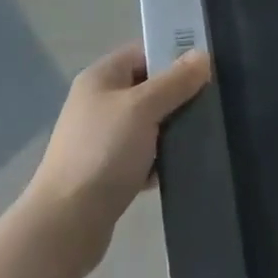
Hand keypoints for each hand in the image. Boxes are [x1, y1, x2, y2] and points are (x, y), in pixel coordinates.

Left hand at [23, 43, 210, 271]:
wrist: (66, 224)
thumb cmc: (104, 152)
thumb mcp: (143, 108)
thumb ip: (175, 81)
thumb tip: (203, 55)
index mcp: (101, 77)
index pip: (143, 52)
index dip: (173, 56)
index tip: (206, 70)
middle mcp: (99, 102)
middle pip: (148, 88)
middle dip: (177, 96)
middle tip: (210, 105)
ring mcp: (102, 138)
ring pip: (148, 123)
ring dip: (171, 130)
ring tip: (203, 136)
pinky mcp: (108, 171)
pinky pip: (142, 155)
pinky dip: (159, 160)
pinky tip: (182, 168)